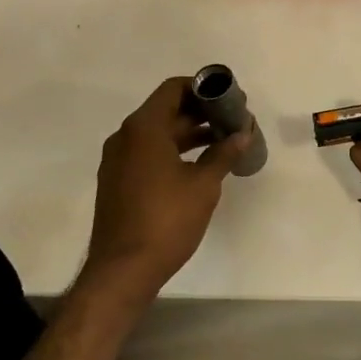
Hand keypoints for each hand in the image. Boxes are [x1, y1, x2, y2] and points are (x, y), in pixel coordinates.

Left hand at [81, 77, 252, 302]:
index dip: (203, 89)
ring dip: (189, 133)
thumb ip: (223, 153)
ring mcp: (118, 160)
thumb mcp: (203, 185)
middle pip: (166, 110)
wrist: (123, 270)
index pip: (173, 89)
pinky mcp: (118, 181)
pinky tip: (199, 165)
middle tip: (233, 121)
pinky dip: (173, 151)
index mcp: (143, 129)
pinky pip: (148, 153)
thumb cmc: (166, 220)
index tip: (228, 99)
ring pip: (158, 133)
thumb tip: (243, 134)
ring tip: (223, 142)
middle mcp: (125, 137)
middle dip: (201, 112)